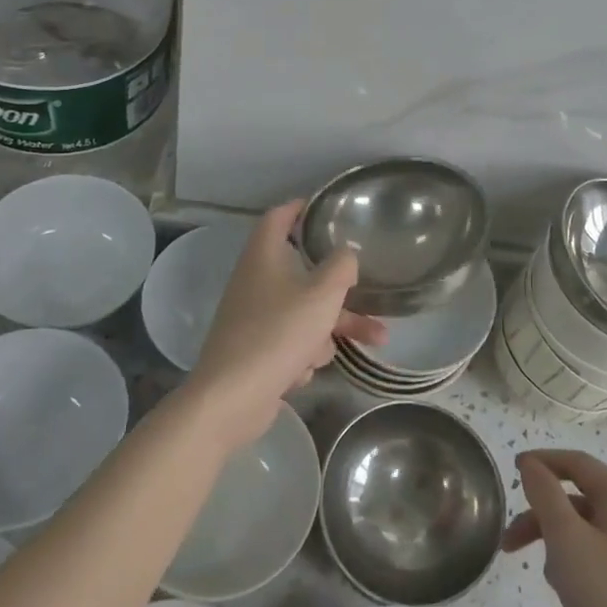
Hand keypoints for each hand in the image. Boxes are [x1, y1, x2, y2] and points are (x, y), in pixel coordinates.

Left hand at [186, 200, 384, 450]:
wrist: (231, 398)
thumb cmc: (278, 333)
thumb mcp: (323, 294)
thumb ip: (342, 266)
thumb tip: (346, 255)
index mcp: (263, 255)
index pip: (279, 216)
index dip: (302, 207)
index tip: (326, 208)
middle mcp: (255, 280)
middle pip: (303, 270)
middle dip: (340, 286)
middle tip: (367, 284)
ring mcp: (253, 316)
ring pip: (304, 310)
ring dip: (334, 325)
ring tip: (375, 339)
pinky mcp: (255, 349)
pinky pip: (291, 339)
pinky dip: (304, 352)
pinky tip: (305, 371)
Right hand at [503, 450, 606, 606]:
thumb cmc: (606, 596)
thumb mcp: (566, 538)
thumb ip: (545, 494)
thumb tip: (531, 463)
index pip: (578, 462)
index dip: (544, 460)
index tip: (512, 469)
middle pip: (577, 497)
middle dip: (541, 510)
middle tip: (509, 535)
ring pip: (582, 529)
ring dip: (552, 539)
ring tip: (536, 567)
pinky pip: (591, 556)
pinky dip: (569, 561)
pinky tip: (560, 586)